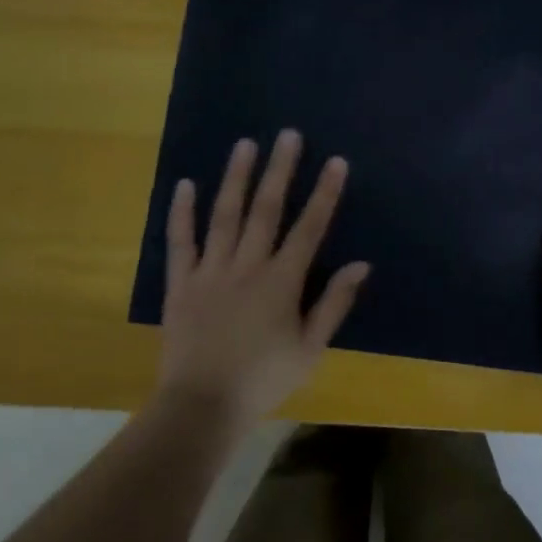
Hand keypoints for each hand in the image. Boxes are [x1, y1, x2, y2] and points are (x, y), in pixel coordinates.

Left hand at [156, 129, 369, 430]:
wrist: (203, 406)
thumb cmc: (264, 379)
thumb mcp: (311, 349)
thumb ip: (334, 303)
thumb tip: (361, 265)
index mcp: (282, 281)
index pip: (309, 228)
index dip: (324, 194)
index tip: (335, 162)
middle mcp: (247, 266)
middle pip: (266, 210)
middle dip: (280, 170)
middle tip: (288, 135)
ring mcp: (211, 271)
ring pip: (224, 215)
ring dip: (235, 178)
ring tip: (245, 144)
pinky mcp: (181, 283)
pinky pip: (181, 241)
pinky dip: (182, 212)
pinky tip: (186, 184)